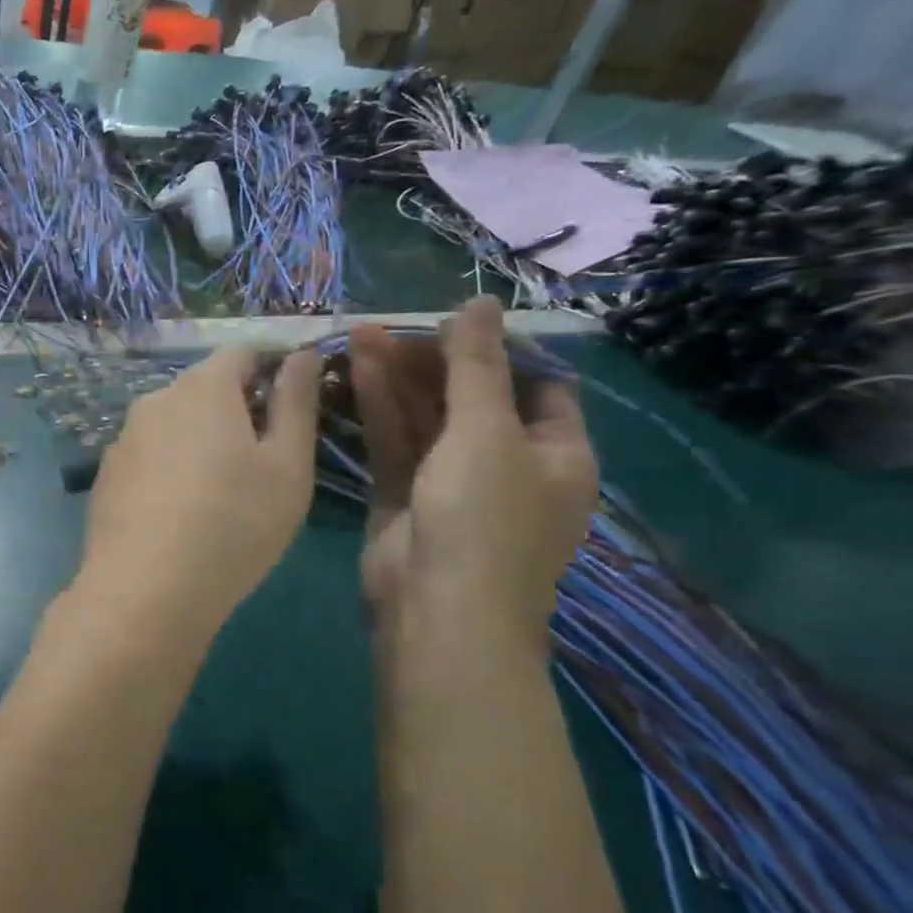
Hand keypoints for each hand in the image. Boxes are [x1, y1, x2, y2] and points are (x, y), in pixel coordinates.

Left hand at [76, 347, 321, 639]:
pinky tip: (180, 512)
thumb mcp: (288, 465)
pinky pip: (149, 455)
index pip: (241, 352)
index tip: (292, 401)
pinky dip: (170, 467)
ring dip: (201, 439)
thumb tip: (302, 354)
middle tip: (264, 456)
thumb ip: (297, 401)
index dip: (271, 365)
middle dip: (237, 407)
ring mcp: (124, 438)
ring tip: (221, 490)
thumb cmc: (234, 524)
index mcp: (203, 387)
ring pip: (174, 423)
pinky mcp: (106, 475)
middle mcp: (156, 400)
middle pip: (204, 387)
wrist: (145, 590)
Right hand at [349, 299, 597, 643]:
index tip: (455, 322)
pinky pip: (396, 442)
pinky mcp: (405, 496)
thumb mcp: (487, 432)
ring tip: (361, 334)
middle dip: (434, 360)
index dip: (500, 350)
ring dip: (398, 378)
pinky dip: (379, 408)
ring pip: (426, 417)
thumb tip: (481, 301)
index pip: (537, 385)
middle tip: (392, 326)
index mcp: (554, 452)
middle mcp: (507, 464)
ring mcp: (452, 481)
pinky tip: (357, 369)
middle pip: (472, 397)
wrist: (437, 611)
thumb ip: (477, 365)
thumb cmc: (483, 518)